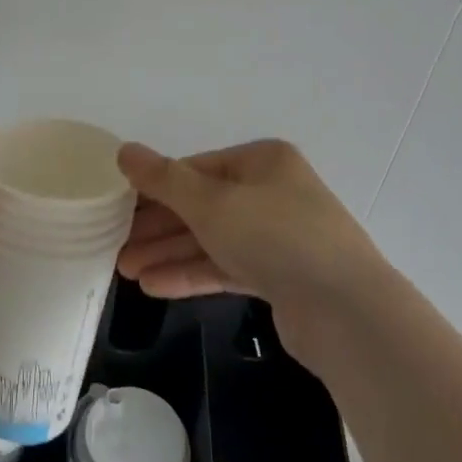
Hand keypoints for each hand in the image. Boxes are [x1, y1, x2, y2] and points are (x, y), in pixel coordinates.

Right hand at [115, 139, 392, 354]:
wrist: (346, 310)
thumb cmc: (275, 237)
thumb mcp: (211, 202)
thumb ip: (163, 179)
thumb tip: (123, 150)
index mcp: (263, 162)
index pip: (196, 169)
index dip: (155, 187)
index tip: (118, 208)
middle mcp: (272, 193)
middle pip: (202, 205)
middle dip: (158, 227)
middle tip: (115, 247)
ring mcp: (279, 236)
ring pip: (212, 240)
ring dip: (169, 254)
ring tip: (126, 272)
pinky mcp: (281, 276)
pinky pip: (227, 267)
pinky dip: (193, 274)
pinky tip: (155, 286)